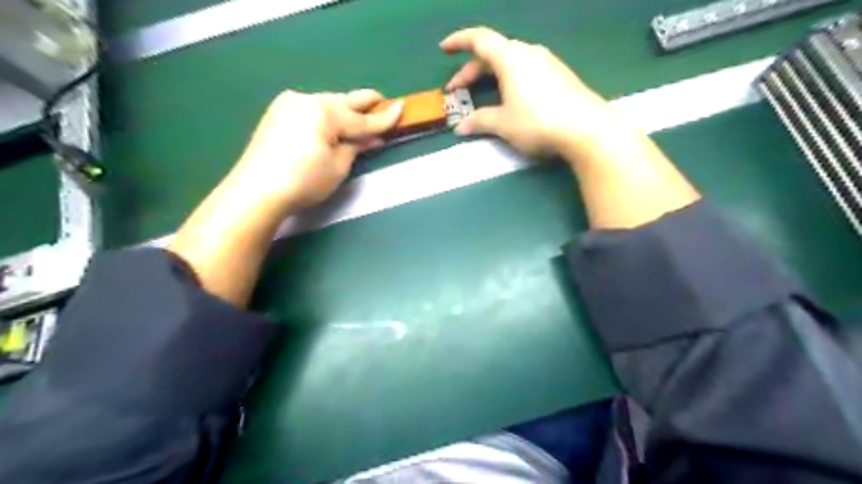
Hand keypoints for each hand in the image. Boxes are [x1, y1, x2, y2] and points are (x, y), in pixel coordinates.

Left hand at [229, 89, 404, 213]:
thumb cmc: (304, 181)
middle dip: (364, 104)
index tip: (402, 107)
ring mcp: (288, 104)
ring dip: (344, 110)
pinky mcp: (277, 113)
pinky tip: (332, 123)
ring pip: (326, 104)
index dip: (384, 117)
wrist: (256, 191)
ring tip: (359, 116)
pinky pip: (311, 110)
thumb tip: (372, 138)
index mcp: (324, 111)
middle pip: (343, 101)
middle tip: (383, 101)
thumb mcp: (338, 167)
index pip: (361, 118)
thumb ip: (356, 146)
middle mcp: (306, 100)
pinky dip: (326, 116)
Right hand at [444, 27, 626, 158]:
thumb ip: (480, 121)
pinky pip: (527, 70)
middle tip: (457, 89)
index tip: (444, 49)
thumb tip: (461, 127)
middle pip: (494, 53)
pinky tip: (511, 98)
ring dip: (492, 75)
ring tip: (484, 93)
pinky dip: (510, 79)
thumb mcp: (503, 124)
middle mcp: (529, 53)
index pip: (479, 39)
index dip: (459, 42)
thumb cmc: (538, 122)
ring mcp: (547, 63)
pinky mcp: (560, 76)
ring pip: (511, 61)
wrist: (586, 129)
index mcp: (511, 58)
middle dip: (472, 70)